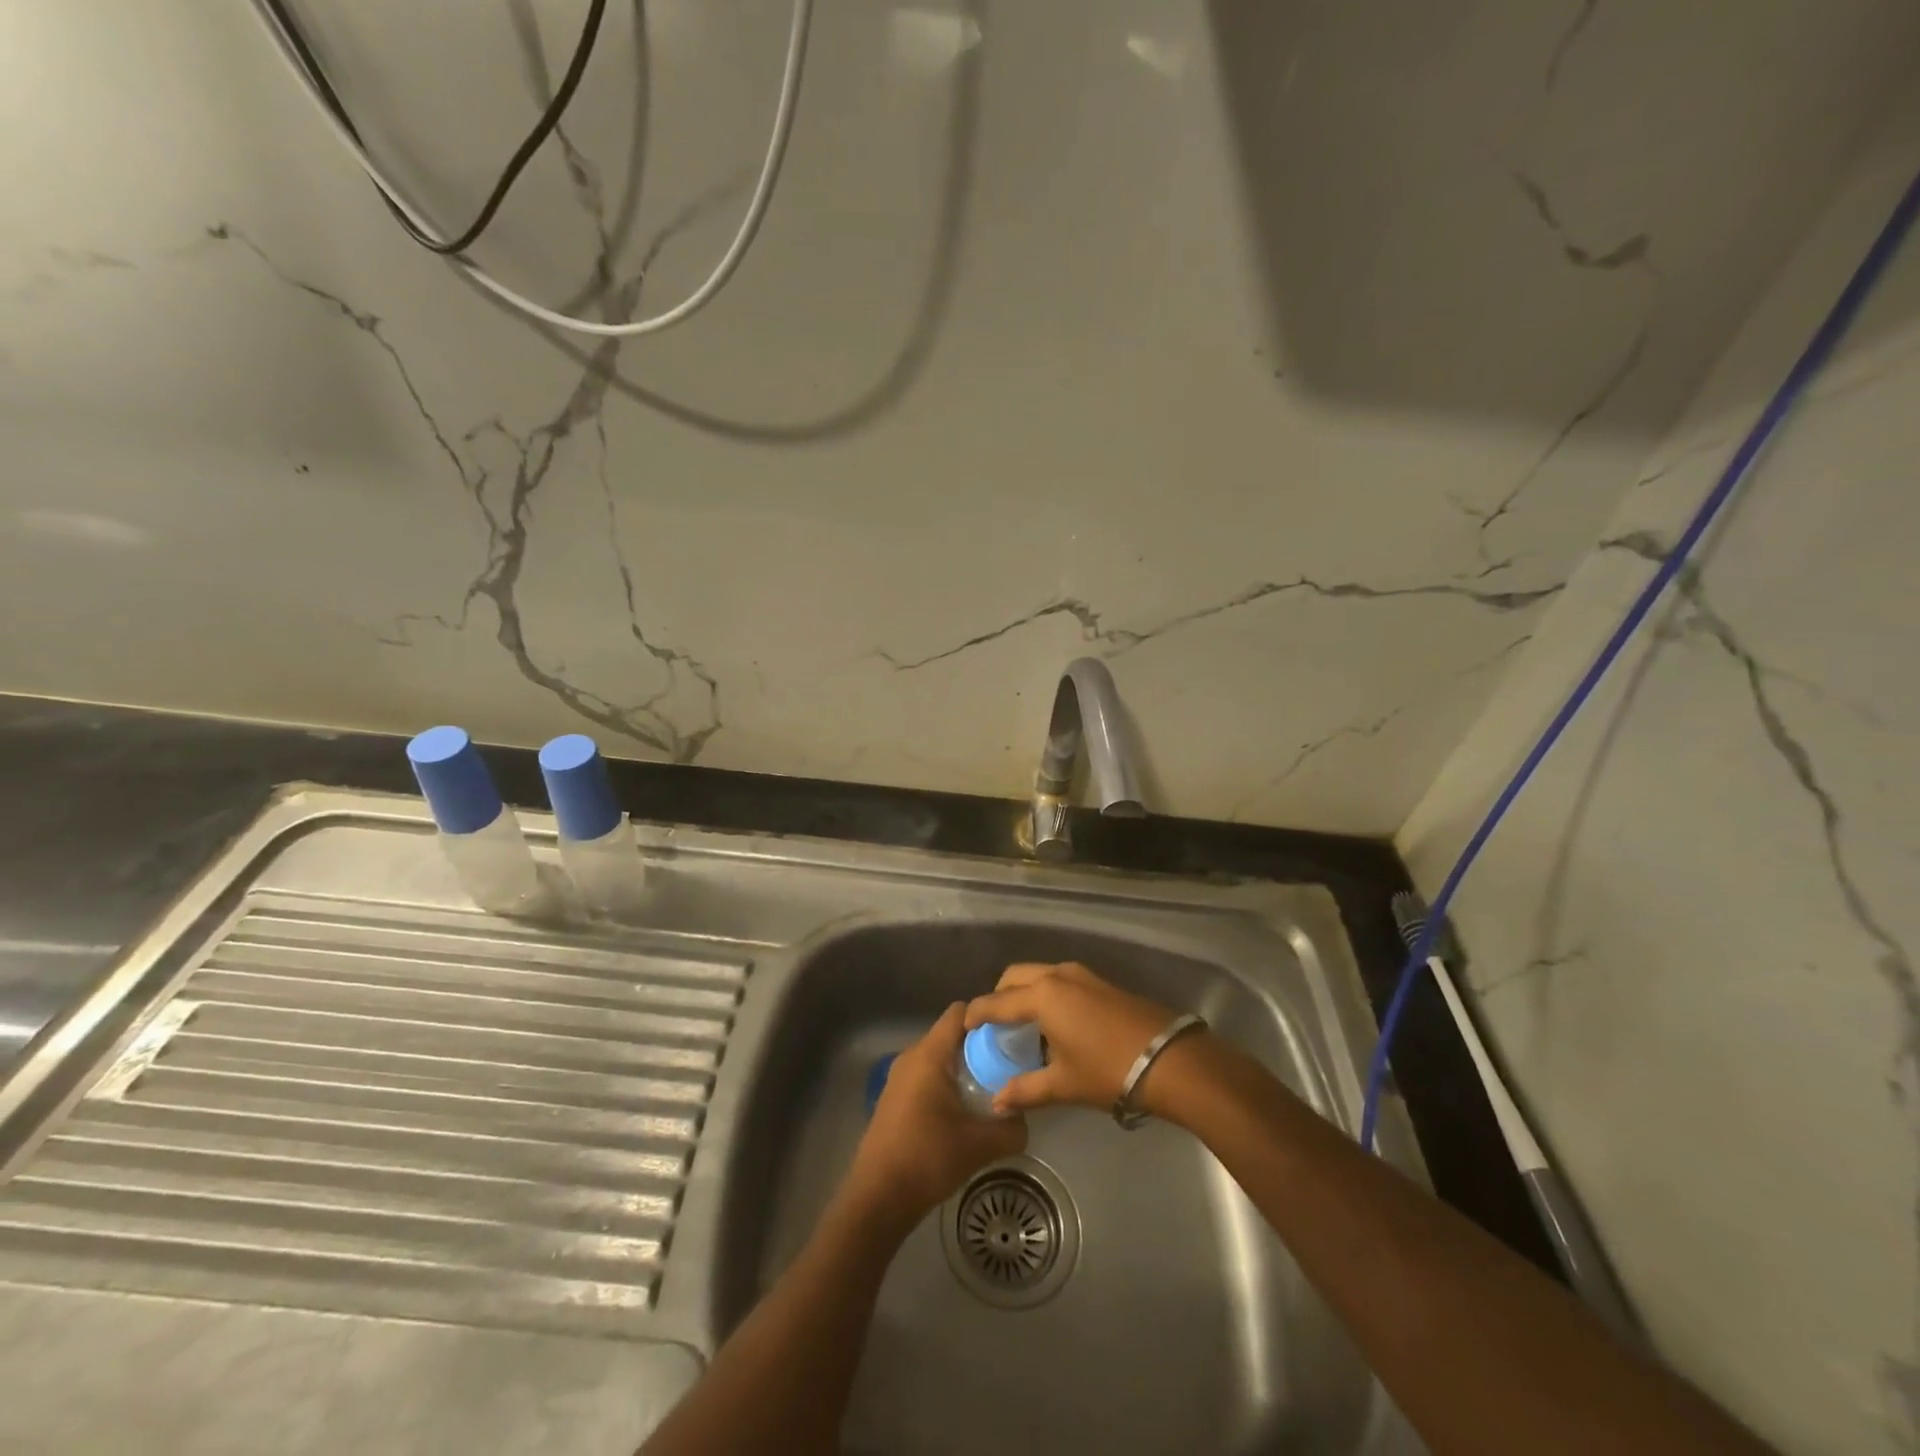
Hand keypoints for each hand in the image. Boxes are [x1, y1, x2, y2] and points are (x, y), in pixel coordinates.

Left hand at [846, 1004, 1027, 1228]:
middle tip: (1009, 1065)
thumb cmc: (928, 1158)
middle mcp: (911, 1057)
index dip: (988, 1018)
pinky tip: (964, 1112)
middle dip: (981, 1046)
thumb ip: (1011, 1128)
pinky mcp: (895, 1099)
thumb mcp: (980, 1145)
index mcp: (929, 1054)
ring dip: (964, 1068)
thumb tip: (1023, 1118)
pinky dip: (947, 1084)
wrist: (878, 1198)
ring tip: (992, 1089)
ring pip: (939, 1058)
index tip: (1012, 1035)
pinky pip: (927, 1076)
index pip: (960, 1012)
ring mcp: (899, 1078)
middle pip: (951, 1035)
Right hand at [965, 962, 1193, 1116]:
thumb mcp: (1063, 1084)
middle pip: (1016, 976)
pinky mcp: (1102, 982)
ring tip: (1023, 1025)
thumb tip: (997, 1103)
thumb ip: (1026, 1090)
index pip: (998, 1001)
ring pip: (1040, 974)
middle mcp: (1058, 976)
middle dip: (999, 995)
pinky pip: (1061, 980)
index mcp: (1042, 995)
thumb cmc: (1108, 1071)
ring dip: (1025, 992)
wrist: (1170, 1060)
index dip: (977, 1013)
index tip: (964, 1025)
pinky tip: (1054, 1024)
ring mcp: (1083, 975)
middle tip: (994, 1024)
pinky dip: (1047, 993)